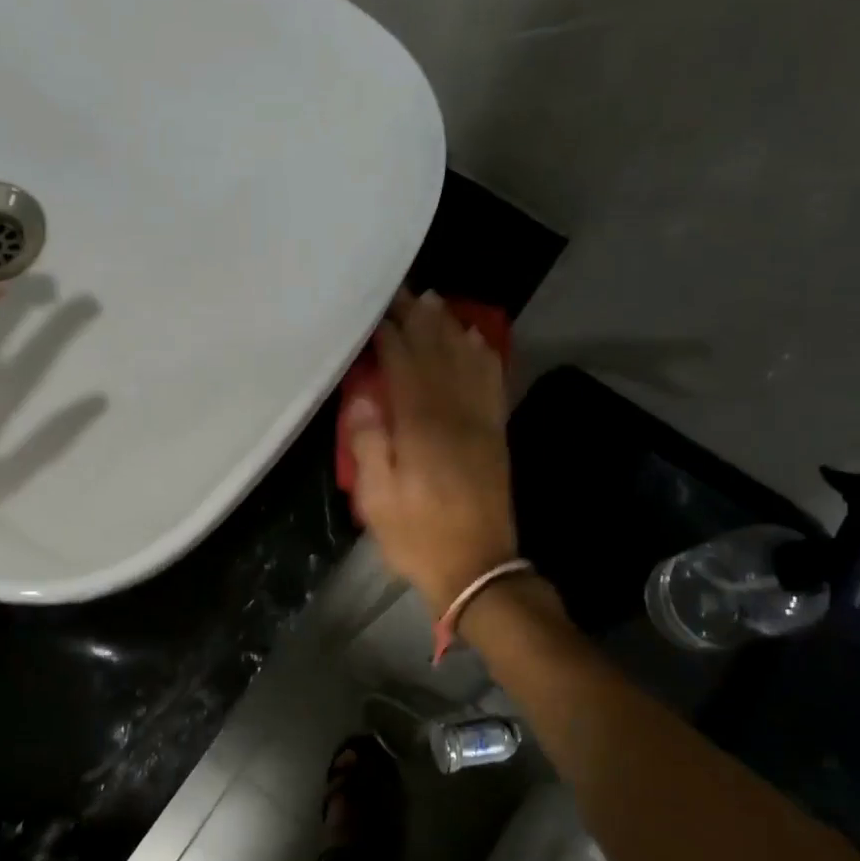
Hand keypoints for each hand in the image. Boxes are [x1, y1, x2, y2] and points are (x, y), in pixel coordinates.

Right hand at [345, 290, 518, 615]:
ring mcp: (481, 422)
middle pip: (437, 353)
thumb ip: (369, 446)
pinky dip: (483, 356)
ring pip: (466, 361)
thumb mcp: (377, 501)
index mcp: (422, 428)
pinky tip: (475, 340)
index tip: (376, 311)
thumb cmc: (418, 537)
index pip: (405, 366)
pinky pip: (492, 383)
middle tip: (403, 291)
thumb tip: (364, 399)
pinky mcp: (496, 434)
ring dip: (449, 328)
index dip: (390, 334)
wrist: (478, 569)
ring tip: (434, 302)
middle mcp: (455, 414)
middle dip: (419, 319)